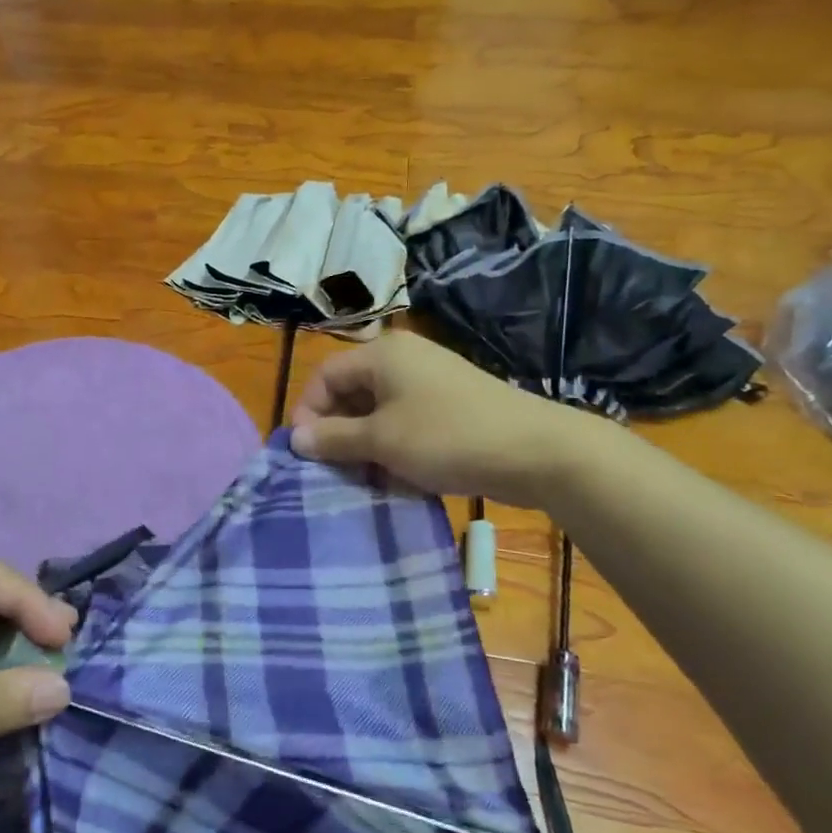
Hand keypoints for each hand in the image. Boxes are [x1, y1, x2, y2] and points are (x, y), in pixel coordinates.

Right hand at [291, 333, 602, 505]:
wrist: (536, 451)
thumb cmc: (447, 437)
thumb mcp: (382, 441)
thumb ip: (333, 438)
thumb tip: (295, 439)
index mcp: (382, 355)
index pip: (325, 375)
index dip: (308, 412)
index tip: (306, 453)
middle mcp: (403, 360)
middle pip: (350, 392)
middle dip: (336, 431)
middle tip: (334, 470)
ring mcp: (430, 382)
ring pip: (377, 411)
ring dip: (364, 443)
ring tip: (364, 477)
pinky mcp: (450, 405)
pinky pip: (405, 421)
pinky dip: (392, 445)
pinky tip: (395, 475)